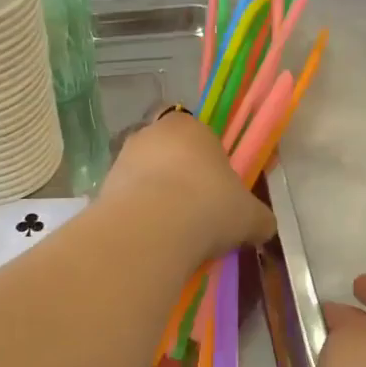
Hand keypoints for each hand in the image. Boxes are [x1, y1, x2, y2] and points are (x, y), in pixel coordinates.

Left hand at [99, 111, 275, 264]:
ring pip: (144, 177)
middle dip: (179, 180)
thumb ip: (258, 217)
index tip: (217, 191)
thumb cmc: (210, 206)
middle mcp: (151, 133)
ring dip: (156, 198)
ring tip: (173, 234)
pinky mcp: (101, 188)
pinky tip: (151, 241)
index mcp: (190, 126)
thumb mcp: (250, 215)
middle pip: (168, 154)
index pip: (200, 135)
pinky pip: (126, 201)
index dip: (209, 162)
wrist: (152, 229)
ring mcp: (122, 159)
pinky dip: (137, 217)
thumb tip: (264, 226)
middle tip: (196, 213)